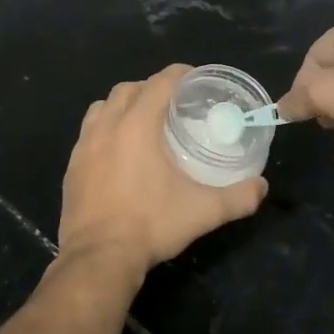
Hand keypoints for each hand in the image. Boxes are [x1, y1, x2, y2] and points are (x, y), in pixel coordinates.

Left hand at [59, 64, 268, 279]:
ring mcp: (84, 146)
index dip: (180, 75)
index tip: (196, 79)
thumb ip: (238, 197)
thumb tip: (262, 187)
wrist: (98, 258)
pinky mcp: (71, 166)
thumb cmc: (151, 225)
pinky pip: (88, 133)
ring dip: (123, 105)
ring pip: (102, 107)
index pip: (160, 82)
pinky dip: (104, 129)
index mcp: (138, 125)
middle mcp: (107, 126)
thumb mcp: (203, 211)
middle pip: (128, 89)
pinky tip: (118, 152)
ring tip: (142, 122)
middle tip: (173, 104)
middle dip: (150, 88)